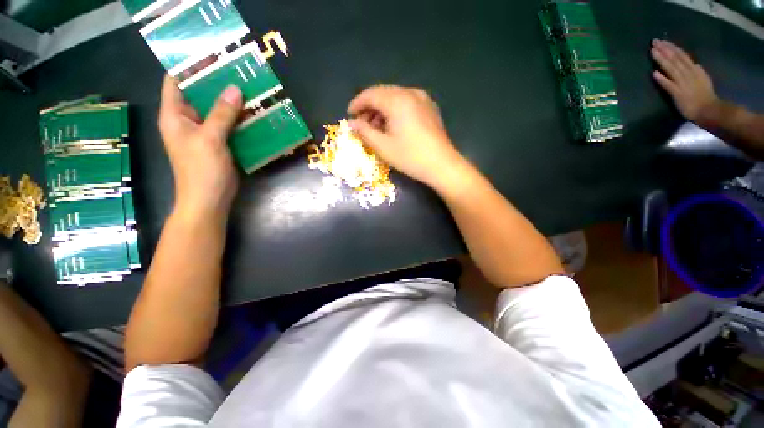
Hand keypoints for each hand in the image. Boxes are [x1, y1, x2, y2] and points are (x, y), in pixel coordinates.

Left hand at [158, 75, 241, 219]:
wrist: (209, 200)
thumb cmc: (201, 170)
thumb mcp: (210, 139)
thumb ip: (222, 114)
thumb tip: (234, 88)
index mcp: (175, 115)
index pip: (176, 82)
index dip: (189, 67)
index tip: (211, 56)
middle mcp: (187, 121)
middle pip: (199, 94)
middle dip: (217, 83)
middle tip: (238, 72)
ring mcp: (204, 133)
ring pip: (217, 111)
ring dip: (231, 103)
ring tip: (250, 90)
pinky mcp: (219, 144)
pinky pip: (228, 126)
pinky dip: (239, 120)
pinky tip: (254, 115)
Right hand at [348, 85, 464, 188]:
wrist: (442, 165)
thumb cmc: (410, 157)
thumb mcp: (383, 147)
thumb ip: (364, 132)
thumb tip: (352, 123)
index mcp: (397, 100)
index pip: (371, 94)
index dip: (357, 103)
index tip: (349, 115)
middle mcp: (410, 93)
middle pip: (383, 93)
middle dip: (369, 107)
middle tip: (361, 123)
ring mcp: (423, 99)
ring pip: (395, 97)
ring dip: (382, 109)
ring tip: (375, 127)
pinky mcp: (429, 108)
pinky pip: (406, 103)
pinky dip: (395, 111)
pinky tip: (392, 125)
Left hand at [651, 39, 720, 125]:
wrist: (710, 111)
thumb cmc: (706, 97)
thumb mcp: (704, 80)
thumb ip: (698, 72)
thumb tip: (696, 64)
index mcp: (695, 70)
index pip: (682, 56)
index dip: (672, 48)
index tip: (663, 42)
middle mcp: (689, 74)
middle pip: (676, 59)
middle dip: (665, 49)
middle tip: (654, 41)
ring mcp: (683, 83)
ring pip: (672, 68)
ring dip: (662, 60)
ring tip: (653, 52)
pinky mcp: (678, 94)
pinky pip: (669, 85)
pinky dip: (662, 79)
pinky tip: (655, 73)